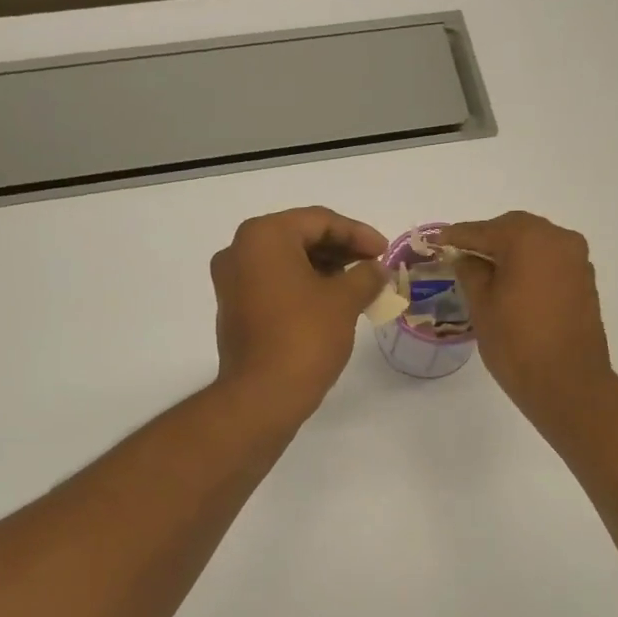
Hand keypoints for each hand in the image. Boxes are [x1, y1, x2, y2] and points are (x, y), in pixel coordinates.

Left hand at [211, 207, 387, 420]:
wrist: (262, 395)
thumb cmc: (304, 337)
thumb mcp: (344, 301)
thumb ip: (365, 276)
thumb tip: (376, 269)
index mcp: (264, 236)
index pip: (319, 221)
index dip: (357, 233)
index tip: (385, 250)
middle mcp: (240, 250)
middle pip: (299, 237)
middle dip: (340, 249)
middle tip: (374, 265)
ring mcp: (232, 281)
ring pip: (287, 261)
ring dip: (324, 268)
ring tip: (359, 284)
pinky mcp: (235, 308)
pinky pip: (274, 283)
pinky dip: (303, 286)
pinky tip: (332, 301)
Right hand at [441, 211, 615, 426]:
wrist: (568, 383)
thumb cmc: (517, 343)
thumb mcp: (482, 305)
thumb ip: (471, 272)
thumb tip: (466, 257)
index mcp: (529, 239)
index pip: (484, 230)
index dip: (457, 236)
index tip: (437, 241)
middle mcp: (558, 239)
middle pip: (515, 229)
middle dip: (487, 239)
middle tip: (460, 254)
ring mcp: (576, 260)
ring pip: (536, 243)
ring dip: (510, 251)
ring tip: (484, 269)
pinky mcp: (584, 281)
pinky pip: (550, 261)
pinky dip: (529, 265)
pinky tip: (512, 282)